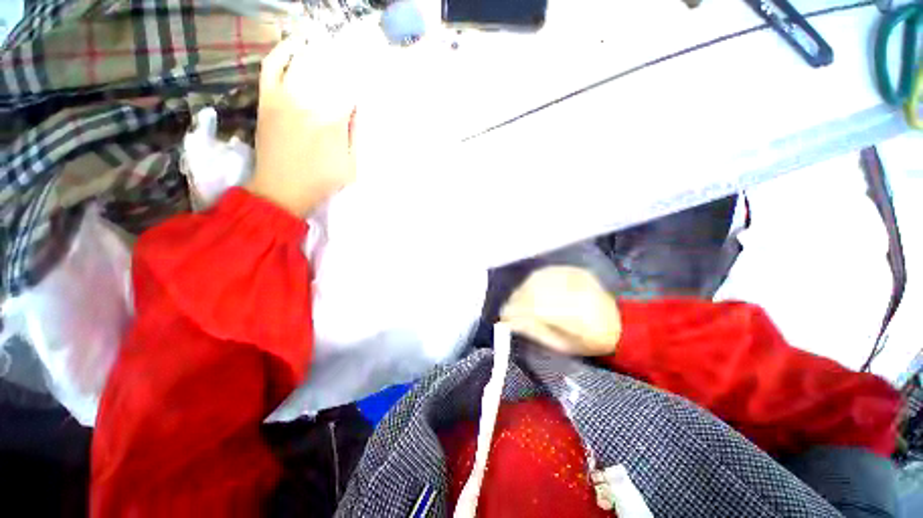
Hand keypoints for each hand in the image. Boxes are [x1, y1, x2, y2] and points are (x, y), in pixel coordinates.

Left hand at [247, 38, 356, 216]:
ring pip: (303, 64)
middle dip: (342, 62)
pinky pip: (271, 67)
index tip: (368, 74)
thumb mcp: (351, 166)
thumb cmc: (321, 181)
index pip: (350, 90)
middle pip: (328, 71)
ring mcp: (284, 98)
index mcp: (333, 121)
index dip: (360, 80)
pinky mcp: (267, 99)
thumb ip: (356, 135)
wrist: (281, 190)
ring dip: (318, 52)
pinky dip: (282, 52)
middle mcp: (309, 102)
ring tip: (329, 46)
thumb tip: (358, 108)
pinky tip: (294, 45)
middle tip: (352, 55)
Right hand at [500, 266, 620, 355]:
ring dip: (522, 289)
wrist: (623, 323)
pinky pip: (546, 273)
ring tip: (516, 299)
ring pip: (537, 279)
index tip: (503, 317)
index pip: (533, 307)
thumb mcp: (564, 345)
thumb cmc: (591, 341)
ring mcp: (574, 277)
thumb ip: (536, 332)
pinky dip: (534, 281)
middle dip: (516, 299)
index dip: (514, 311)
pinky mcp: (575, 271)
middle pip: (532, 290)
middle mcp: (571, 290)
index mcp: (571, 313)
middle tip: (508, 308)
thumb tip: (511, 322)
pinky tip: (530, 288)